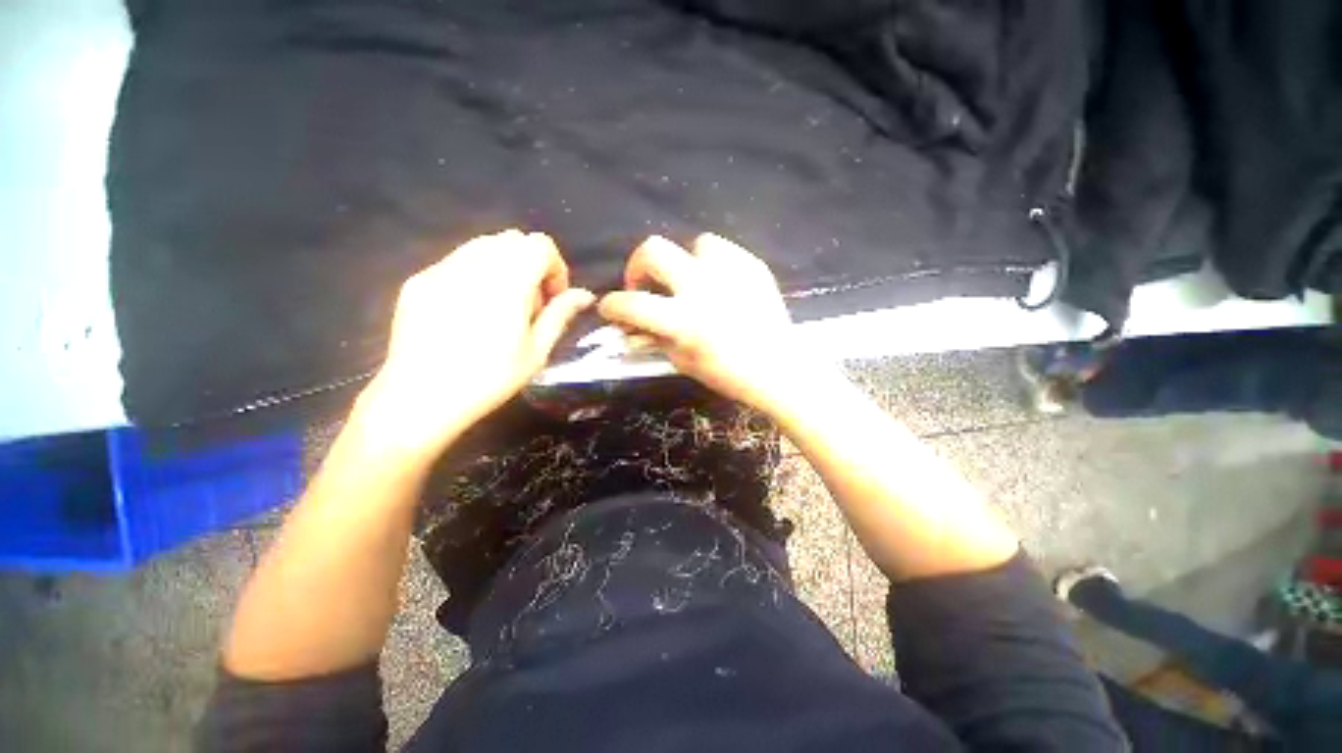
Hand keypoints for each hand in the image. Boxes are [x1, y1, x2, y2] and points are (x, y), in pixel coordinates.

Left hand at [360, 230, 593, 458]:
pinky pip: (457, 261)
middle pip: (513, 240)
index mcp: (508, 282)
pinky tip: (470, 312)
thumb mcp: (536, 351)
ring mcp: (441, 269)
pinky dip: (476, 275)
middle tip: (529, 306)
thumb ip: (560, 315)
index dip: (555, 268)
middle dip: (531, 266)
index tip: (552, 299)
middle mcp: (474, 265)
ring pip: (484, 246)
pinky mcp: (419, 280)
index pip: (540, 245)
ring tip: (501, 307)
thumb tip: (585, 295)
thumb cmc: (489, 379)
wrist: (420, 398)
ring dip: (504, 267)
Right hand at [598, 234, 826, 412]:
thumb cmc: (728, 374)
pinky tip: (719, 284)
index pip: (632, 303)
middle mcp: (703, 287)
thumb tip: (630, 326)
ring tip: (692, 283)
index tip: (611, 308)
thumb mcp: (682, 361)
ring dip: (684, 263)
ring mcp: (731, 272)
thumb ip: (653, 338)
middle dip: (637, 266)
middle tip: (644, 285)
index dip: (612, 304)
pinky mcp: (753, 266)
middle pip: (654, 250)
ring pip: (693, 243)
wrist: (778, 369)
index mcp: (684, 320)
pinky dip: (713, 264)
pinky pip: (723, 250)